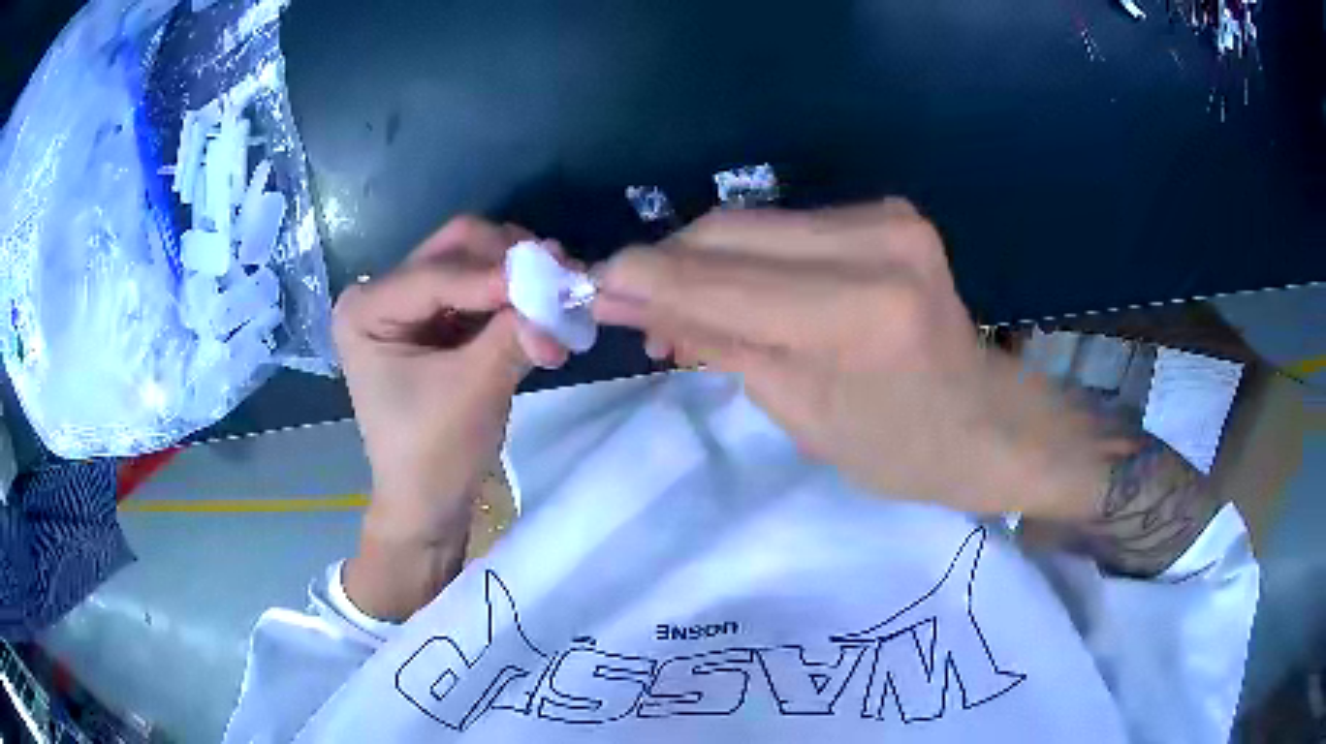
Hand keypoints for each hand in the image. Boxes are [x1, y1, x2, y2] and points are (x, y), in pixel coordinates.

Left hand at [335, 217, 566, 617]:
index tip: (558, 279)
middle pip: (454, 249)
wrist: (429, 505)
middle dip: (508, 263)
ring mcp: (407, 305)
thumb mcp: (475, 388)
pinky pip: (478, 291)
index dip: (497, 276)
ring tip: (559, 296)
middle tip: (561, 278)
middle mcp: (380, 294)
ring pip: (471, 263)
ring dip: (516, 277)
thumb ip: (515, 330)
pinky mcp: (434, 322)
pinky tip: (542, 311)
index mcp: (365, 309)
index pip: (437, 274)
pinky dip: (512, 297)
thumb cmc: (435, 454)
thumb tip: (566, 286)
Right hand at [593, 200, 1110, 519]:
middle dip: (665, 266)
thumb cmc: (899, 449)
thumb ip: (714, 339)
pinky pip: (787, 227)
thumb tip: (630, 300)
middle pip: (727, 233)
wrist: (985, 421)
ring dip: (701, 261)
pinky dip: (746, 255)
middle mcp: (876, 243)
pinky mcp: (889, 211)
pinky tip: (733, 291)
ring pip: (751, 223)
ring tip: (679, 310)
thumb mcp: (798, 411)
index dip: (642, 279)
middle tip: (629, 306)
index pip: (717, 280)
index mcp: (857, 314)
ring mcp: (888, 217)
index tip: (591, 289)